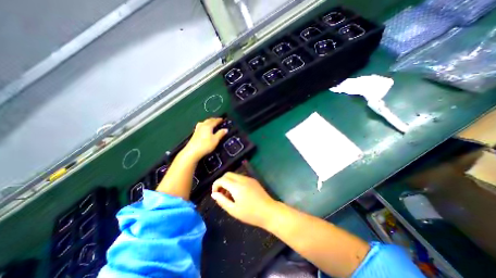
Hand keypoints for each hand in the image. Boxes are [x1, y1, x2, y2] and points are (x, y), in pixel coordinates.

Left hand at [182, 118, 228, 160]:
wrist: (192, 152)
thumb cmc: (206, 145)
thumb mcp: (215, 140)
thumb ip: (221, 133)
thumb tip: (226, 129)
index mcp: (208, 126)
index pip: (215, 121)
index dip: (219, 120)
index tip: (223, 119)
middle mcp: (202, 125)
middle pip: (209, 120)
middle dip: (214, 119)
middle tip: (218, 120)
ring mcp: (197, 129)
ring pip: (204, 122)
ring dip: (209, 121)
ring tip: (211, 123)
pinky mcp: (194, 133)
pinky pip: (201, 126)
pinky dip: (205, 125)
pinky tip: (204, 128)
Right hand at [210, 173, 278, 228]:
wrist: (269, 211)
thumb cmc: (250, 214)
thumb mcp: (234, 210)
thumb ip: (222, 201)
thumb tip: (214, 194)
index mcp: (237, 186)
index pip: (222, 179)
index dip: (215, 185)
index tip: (215, 194)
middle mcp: (242, 179)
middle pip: (227, 174)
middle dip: (221, 182)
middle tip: (221, 193)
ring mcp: (249, 178)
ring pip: (234, 175)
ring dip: (228, 182)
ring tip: (229, 195)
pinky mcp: (253, 180)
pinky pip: (241, 178)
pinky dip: (235, 182)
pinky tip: (237, 193)